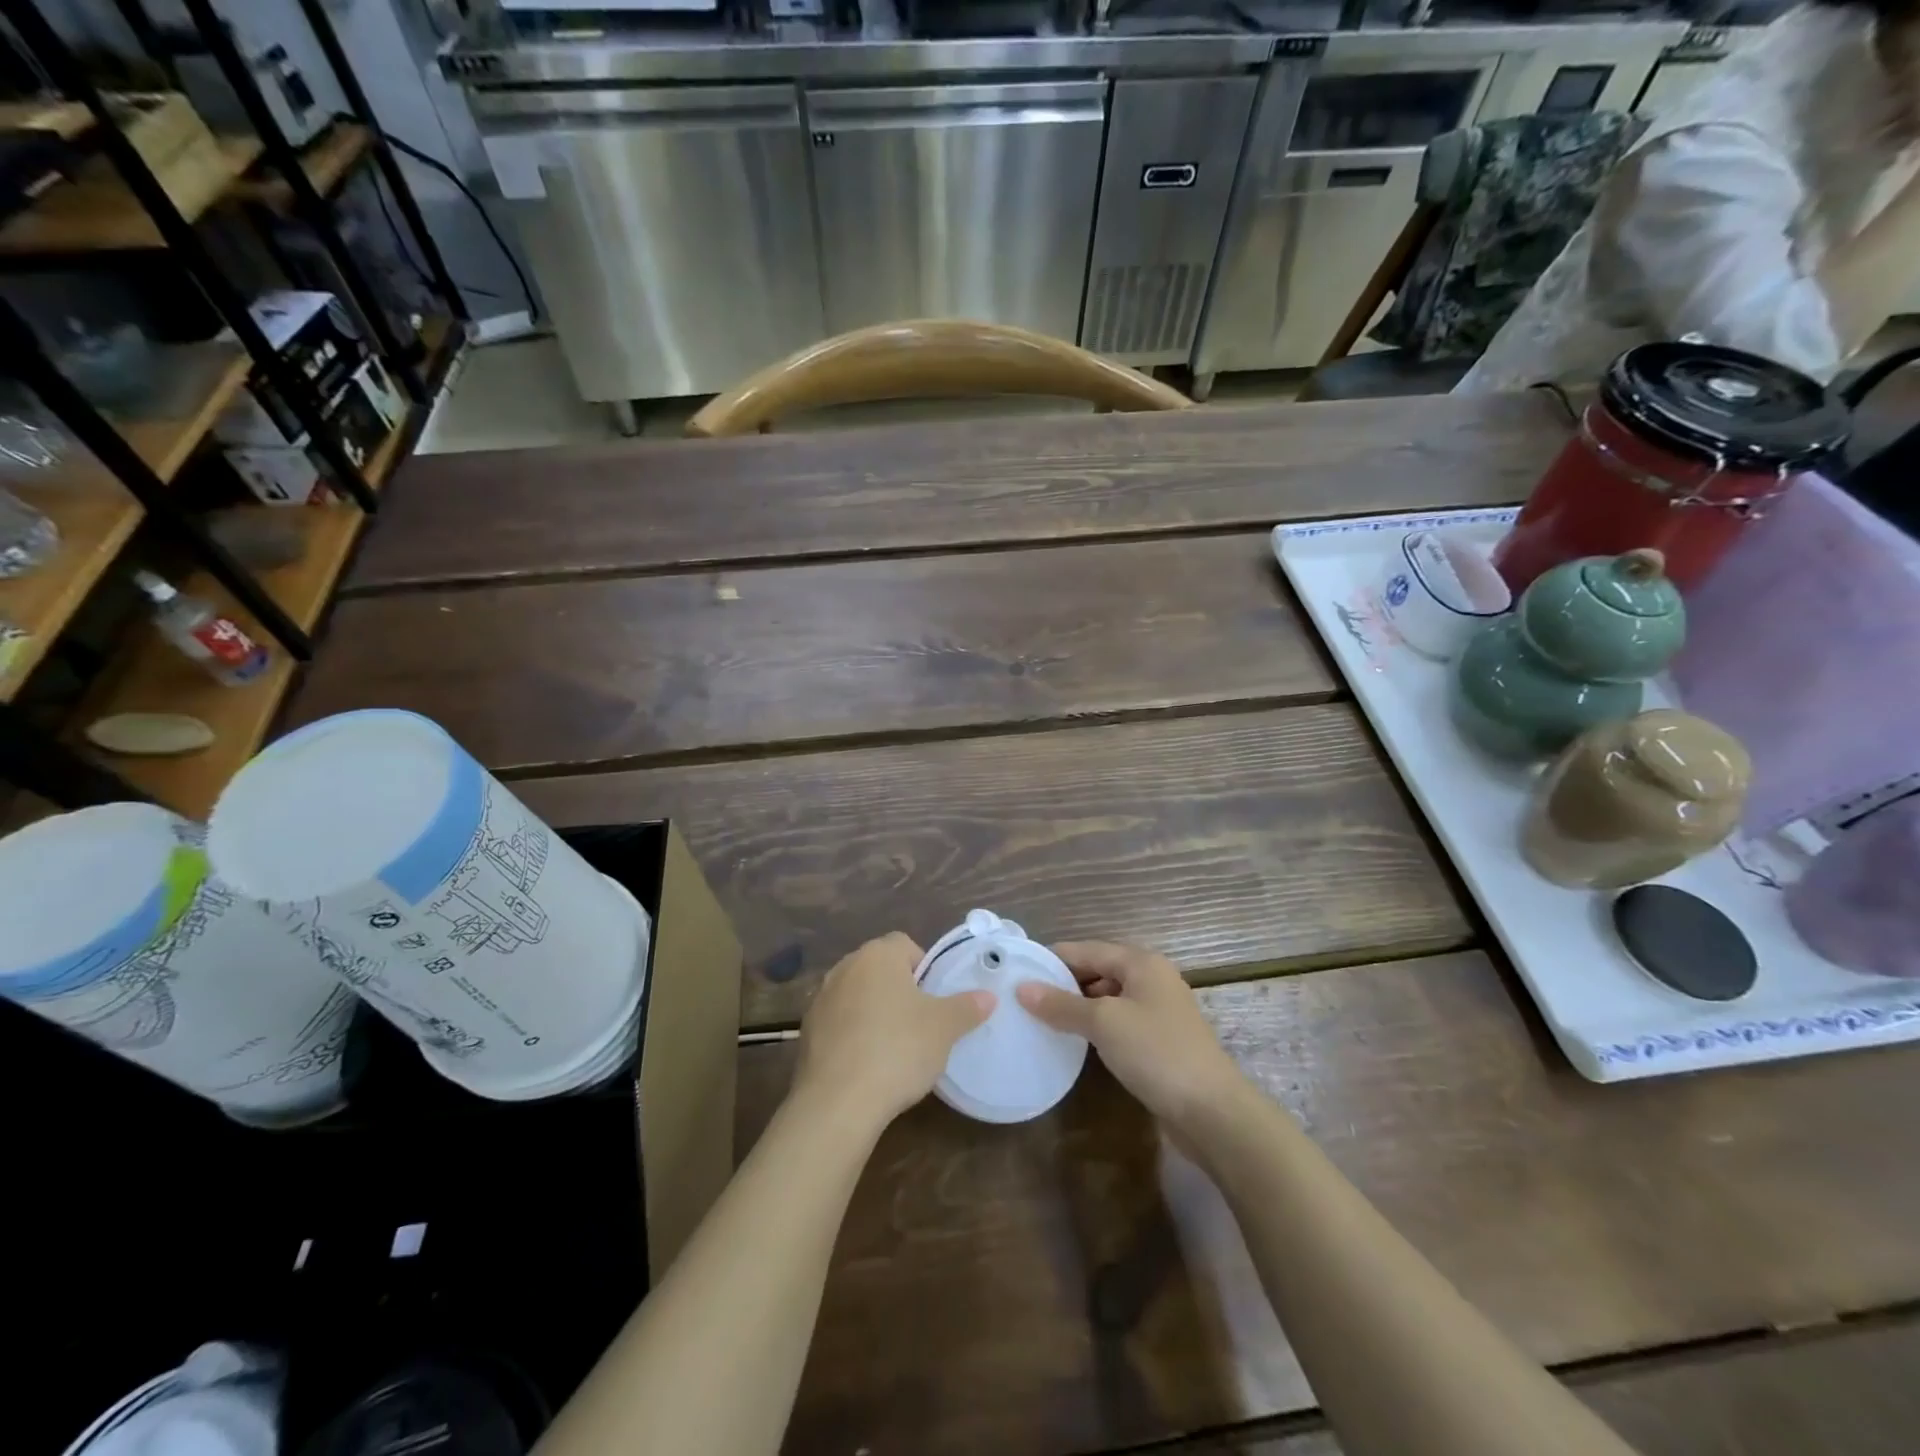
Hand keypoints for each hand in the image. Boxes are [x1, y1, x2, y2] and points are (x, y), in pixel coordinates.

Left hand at [794, 933, 994, 1126]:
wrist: (838, 1102)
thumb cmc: (898, 1049)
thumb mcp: (944, 1028)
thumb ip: (967, 1007)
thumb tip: (988, 996)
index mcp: (877, 955)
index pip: (906, 945)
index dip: (925, 969)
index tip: (935, 1000)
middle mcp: (845, 967)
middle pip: (880, 969)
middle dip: (899, 991)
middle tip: (920, 1023)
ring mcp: (821, 999)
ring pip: (858, 996)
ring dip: (874, 1012)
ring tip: (894, 1048)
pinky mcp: (807, 1032)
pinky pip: (839, 1024)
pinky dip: (853, 1035)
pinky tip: (867, 1065)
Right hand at [1016, 941, 1242, 1126]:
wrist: (1212, 1111)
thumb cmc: (1156, 1052)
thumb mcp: (1103, 1023)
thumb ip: (1062, 1004)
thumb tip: (1022, 988)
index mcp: (1141, 962)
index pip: (1086, 949)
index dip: (1052, 958)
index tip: (1017, 971)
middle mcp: (1152, 978)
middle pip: (1098, 970)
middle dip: (1064, 982)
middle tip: (1025, 998)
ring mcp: (1159, 1010)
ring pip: (1108, 997)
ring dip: (1079, 1006)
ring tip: (1042, 1019)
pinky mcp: (1161, 1039)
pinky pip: (1119, 1021)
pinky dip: (1097, 1026)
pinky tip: (1076, 1041)